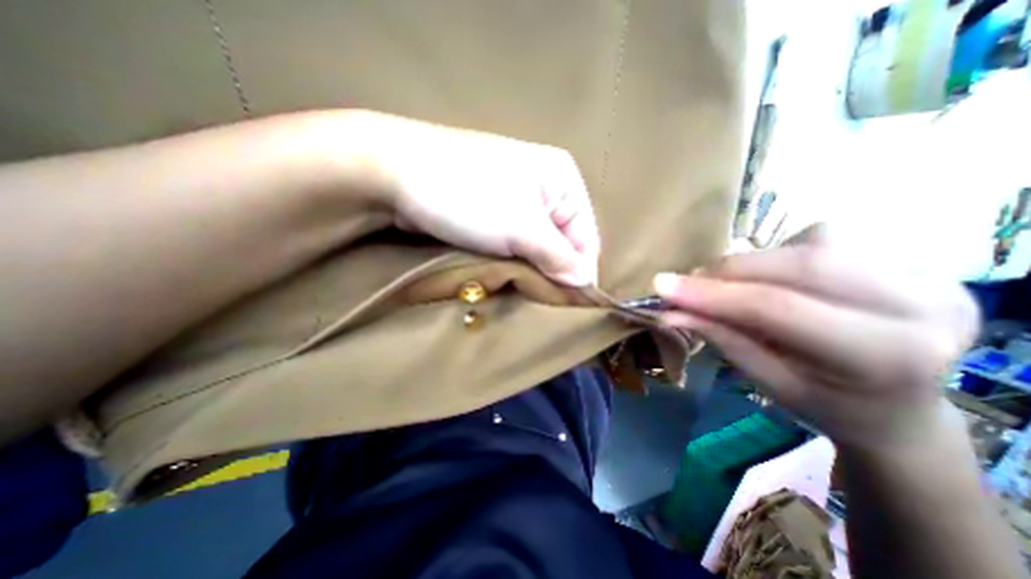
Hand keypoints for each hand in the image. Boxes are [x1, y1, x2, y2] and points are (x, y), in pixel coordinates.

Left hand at [349, 109, 601, 285]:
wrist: (398, 175)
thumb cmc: (469, 196)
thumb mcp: (522, 229)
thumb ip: (558, 258)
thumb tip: (585, 284)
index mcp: (563, 181)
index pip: (585, 240)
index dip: (579, 275)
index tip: (569, 307)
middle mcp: (546, 189)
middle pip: (562, 245)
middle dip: (552, 274)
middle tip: (539, 302)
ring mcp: (520, 201)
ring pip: (538, 249)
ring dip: (531, 272)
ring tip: (520, 291)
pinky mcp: (497, 214)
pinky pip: (517, 246)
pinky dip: (514, 265)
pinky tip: (506, 277)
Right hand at [652, 223, 981, 448]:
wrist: (896, 405)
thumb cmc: (826, 402)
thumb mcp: (766, 380)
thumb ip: (720, 337)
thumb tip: (667, 311)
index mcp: (887, 355)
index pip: (777, 307)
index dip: (712, 293)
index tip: (661, 286)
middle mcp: (924, 304)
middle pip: (797, 266)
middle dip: (728, 271)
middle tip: (687, 283)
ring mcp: (925, 272)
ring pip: (810, 243)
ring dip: (755, 262)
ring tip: (732, 286)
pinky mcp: (907, 256)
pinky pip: (822, 237)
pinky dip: (780, 254)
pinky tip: (776, 277)